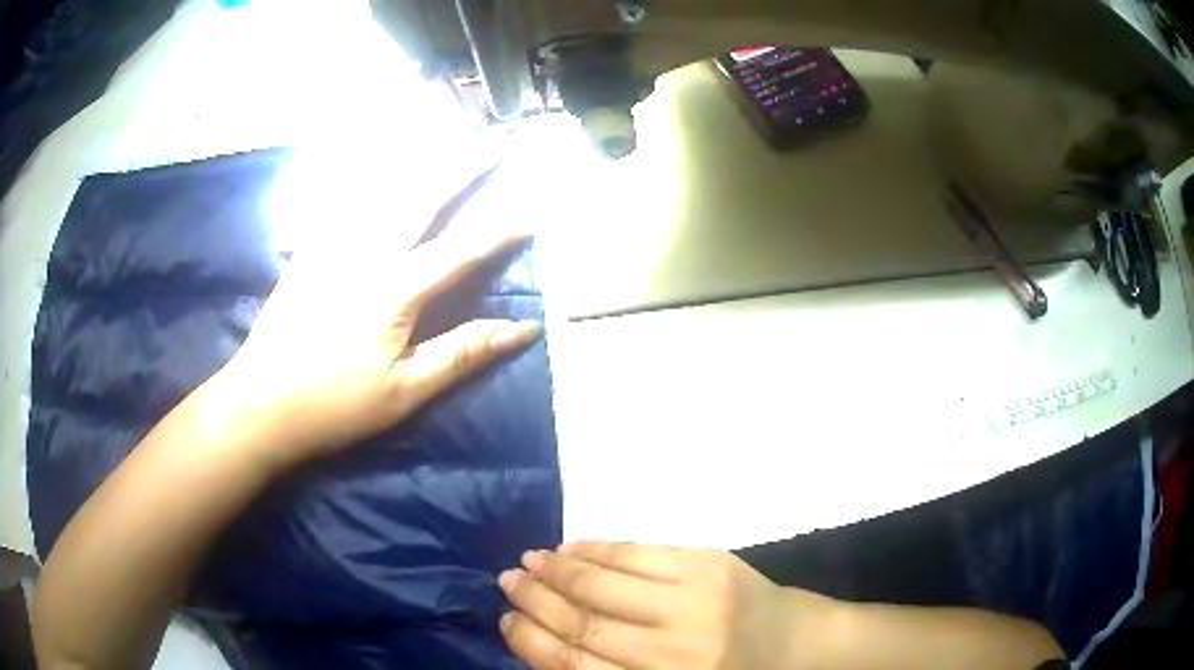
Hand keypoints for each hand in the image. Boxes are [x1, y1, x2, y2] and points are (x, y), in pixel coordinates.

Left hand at [214, 165, 540, 468]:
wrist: (261, 404)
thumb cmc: (336, 405)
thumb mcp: (405, 391)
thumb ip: (462, 354)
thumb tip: (523, 330)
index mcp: (394, 290)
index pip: (461, 251)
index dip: (500, 230)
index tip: (534, 209)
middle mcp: (365, 253)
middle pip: (421, 199)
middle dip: (462, 168)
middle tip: (493, 143)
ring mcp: (331, 247)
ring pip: (380, 190)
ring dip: (418, 162)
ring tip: (444, 140)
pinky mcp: (307, 252)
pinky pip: (342, 203)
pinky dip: (367, 178)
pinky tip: (375, 168)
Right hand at [498, 542, 837, 669]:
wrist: (792, 643)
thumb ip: (608, 669)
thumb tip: (541, 637)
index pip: (574, 667)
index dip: (531, 641)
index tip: (505, 620)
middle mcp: (672, 652)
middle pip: (583, 622)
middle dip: (535, 600)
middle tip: (507, 582)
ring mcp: (692, 601)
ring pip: (603, 583)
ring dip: (557, 570)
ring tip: (529, 561)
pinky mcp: (708, 564)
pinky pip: (637, 552)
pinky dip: (597, 549)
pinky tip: (571, 547)